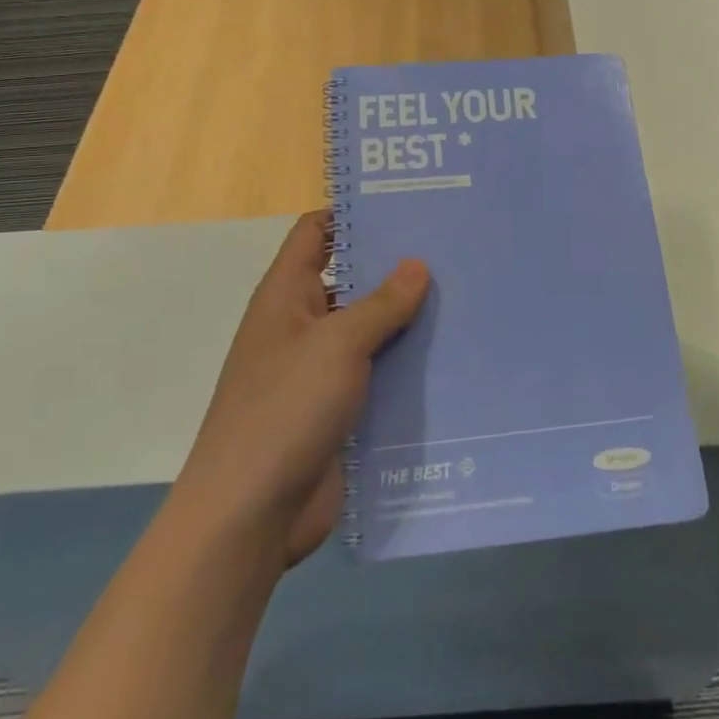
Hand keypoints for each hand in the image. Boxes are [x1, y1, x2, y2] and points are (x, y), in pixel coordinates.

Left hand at [181, 212, 427, 565]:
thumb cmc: (285, 408)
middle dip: (396, 266)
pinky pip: (378, 375)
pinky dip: (408, 366)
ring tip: (468, 297)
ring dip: (409, 319)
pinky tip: (455, 357)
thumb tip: (417, 264)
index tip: (407, 205)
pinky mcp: (339, 410)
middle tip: (455, 249)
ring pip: (371, 331)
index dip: (353, 213)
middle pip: (351, 280)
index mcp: (286, 295)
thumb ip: (381, 303)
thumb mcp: (337, 344)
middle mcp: (302, 325)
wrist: (250, 514)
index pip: (316, 232)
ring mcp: (320, 371)